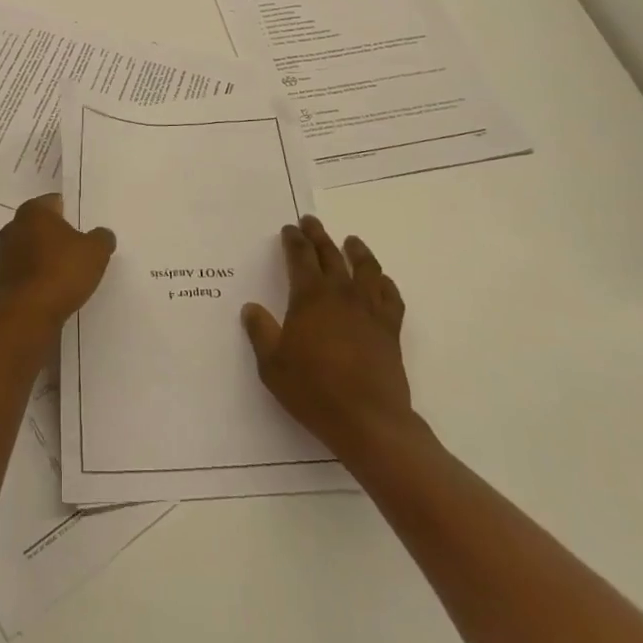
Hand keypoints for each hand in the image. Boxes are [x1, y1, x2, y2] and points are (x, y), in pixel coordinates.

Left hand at [0, 195, 114, 345]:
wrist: (28, 316)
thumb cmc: (62, 272)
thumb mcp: (96, 251)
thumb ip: (102, 237)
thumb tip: (102, 234)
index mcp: (33, 211)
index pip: (55, 202)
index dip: (71, 212)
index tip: (84, 226)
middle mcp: (12, 227)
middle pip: (40, 226)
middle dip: (56, 235)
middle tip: (78, 248)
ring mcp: (2, 254)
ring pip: (30, 249)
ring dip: (44, 257)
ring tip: (67, 272)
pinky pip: (23, 272)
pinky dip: (35, 276)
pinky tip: (51, 289)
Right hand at [241, 216, 419, 460]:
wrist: (367, 420)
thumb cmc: (313, 389)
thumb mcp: (272, 364)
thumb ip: (261, 331)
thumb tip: (252, 308)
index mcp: (310, 297)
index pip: (300, 257)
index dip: (293, 240)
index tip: (289, 228)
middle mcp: (341, 294)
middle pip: (330, 255)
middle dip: (318, 235)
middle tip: (311, 222)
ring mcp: (369, 310)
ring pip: (365, 269)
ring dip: (356, 251)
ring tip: (351, 241)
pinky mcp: (390, 330)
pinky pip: (390, 297)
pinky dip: (385, 283)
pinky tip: (381, 281)